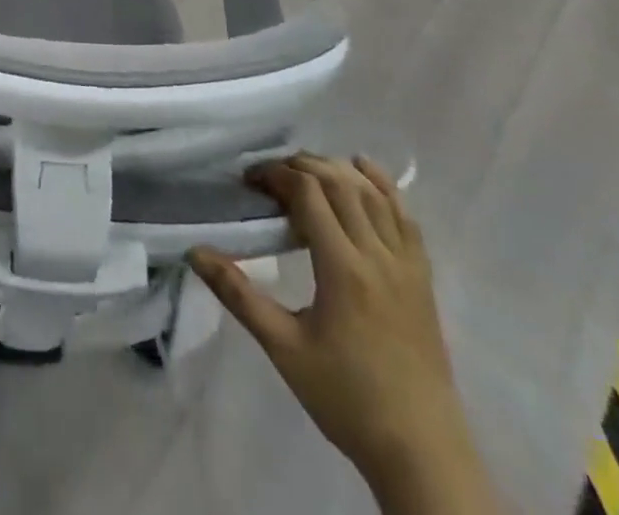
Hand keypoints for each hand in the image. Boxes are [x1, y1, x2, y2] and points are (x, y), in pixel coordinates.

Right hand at [188, 156, 486, 503]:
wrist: (422, 453)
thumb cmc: (347, 399)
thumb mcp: (283, 348)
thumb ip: (239, 295)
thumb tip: (196, 253)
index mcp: (343, 267)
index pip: (308, 193)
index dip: (275, 174)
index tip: (249, 181)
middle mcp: (377, 254)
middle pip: (338, 182)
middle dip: (299, 166)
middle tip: (269, 177)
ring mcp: (406, 264)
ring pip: (372, 192)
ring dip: (335, 170)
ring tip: (304, 172)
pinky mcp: (423, 277)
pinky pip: (405, 215)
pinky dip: (383, 185)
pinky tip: (363, 171)